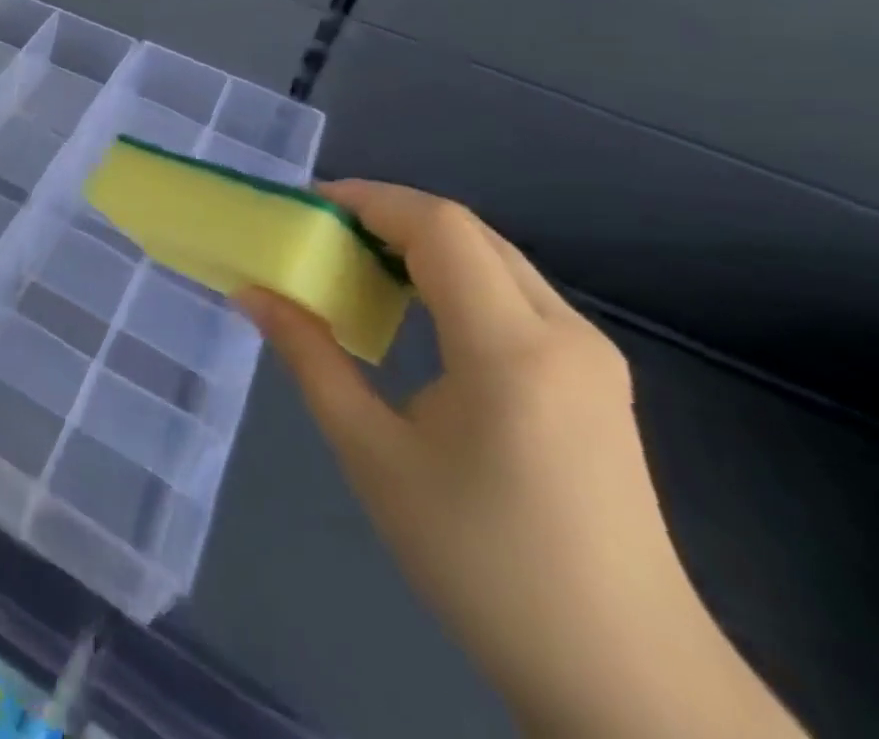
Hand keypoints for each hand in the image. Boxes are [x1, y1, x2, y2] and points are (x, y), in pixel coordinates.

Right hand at [239, 181, 803, 738]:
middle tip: (323, 235)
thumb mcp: (373, 455)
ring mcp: (591, 355)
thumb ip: (310, 359)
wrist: (625, 678)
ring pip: (495, 258)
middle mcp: (564, 333)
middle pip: (468, 232)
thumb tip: (253, 294)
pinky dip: (454, 277)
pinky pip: (515, 293)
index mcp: (510, 348)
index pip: (440, 227)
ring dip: (422, 244)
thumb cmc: (482, 562)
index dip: (370, 199)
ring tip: (358, 265)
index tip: (309, 207)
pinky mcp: (596, 380)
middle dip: (389, 216)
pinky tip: (417, 312)